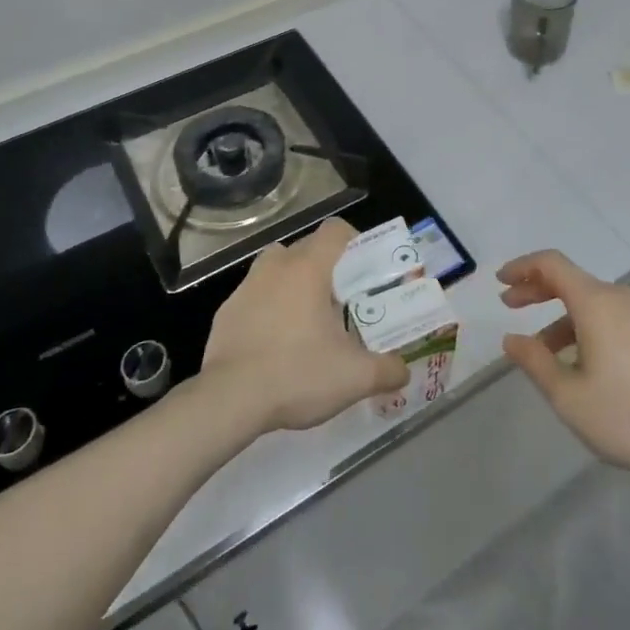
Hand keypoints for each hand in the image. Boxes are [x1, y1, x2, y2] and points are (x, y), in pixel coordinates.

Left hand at [202, 218, 409, 433]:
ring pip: (276, 268)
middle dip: (326, 267)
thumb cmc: (297, 374)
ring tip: (307, 318)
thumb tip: (403, 371)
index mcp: (309, 268)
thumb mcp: (353, 378)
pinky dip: (268, 308)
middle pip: (306, 248)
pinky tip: (275, 343)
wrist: (229, 400)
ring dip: (293, 283)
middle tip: (342, 301)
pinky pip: (255, 296)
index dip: (353, 240)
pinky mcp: (226, 311)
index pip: (335, 230)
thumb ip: (386, 370)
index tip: (363, 267)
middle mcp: (276, 266)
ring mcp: (246, 286)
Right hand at [498, 249, 629, 484]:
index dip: (522, 267)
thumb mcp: (570, 396)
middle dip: (537, 290)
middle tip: (510, 306)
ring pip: (592, 304)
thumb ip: (535, 362)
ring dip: (561, 317)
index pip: (551, 264)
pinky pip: (612, 318)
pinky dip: (586, 328)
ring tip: (543, 352)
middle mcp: (619, 298)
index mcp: (595, 302)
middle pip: (571, 280)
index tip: (500, 282)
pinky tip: (582, 364)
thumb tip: (511, 339)